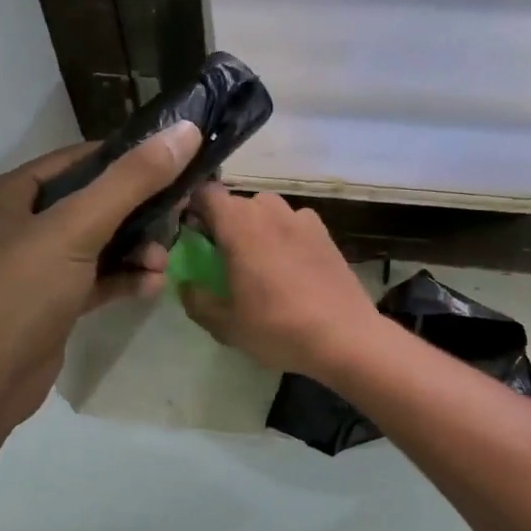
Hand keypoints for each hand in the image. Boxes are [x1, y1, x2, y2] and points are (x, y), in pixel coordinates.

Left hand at [0, 122, 202, 430]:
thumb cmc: (24, 290)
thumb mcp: (77, 227)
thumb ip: (131, 181)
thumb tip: (184, 132)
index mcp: (12, 193)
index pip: (78, 160)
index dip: (126, 157)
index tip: (173, 161)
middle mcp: (22, 224)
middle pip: (94, 203)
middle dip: (138, 211)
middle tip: (179, 213)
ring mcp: (38, 266)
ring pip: (100, 244)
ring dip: (136, 250)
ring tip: (162, 261)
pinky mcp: (55, 302)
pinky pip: (98, 279)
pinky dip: (124, 280)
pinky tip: (151, 286)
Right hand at [179, 183, 382, 378]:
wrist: (343, 337)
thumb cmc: (276, 327)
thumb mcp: (224, 324)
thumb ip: (196, 300)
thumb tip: (187, 284)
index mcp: (238, 225)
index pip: (205, 193)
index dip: (194, 209)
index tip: (193, 235)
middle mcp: (269, 211)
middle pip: (236, 203)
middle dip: (224, 223)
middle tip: (222, 257)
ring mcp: (301, 219)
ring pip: (267, 210)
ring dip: (256, 227)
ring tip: (259, 262)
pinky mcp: (325, 233)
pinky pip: (294, 223)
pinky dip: (285, 235)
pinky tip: (290, 267)